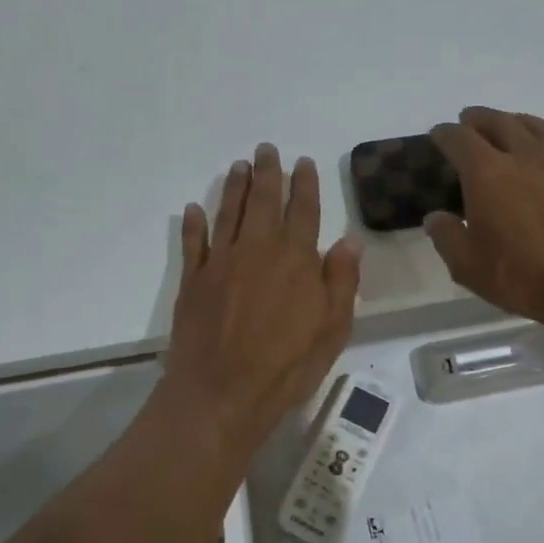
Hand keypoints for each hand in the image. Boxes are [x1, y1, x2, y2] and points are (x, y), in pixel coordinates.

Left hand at [162, 144, 362, 452]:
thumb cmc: (287, 365)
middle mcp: (257, 250)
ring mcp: (221, 262)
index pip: (303, 211)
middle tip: (266, 149)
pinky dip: (193, 224)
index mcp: (295, 259)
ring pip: (228, 213)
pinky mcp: (193, 281)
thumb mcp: (332, 329)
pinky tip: (194, 208)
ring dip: (234, 188)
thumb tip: (350, 240)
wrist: (222, 393)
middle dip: (267, 173)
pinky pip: (193, 243)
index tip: (303, 162)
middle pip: (263, 201)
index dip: (304, 184)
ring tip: (239, 165)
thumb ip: (341, 281)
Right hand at [424, 108, 543, 333]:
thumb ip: (447, 237)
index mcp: (486, 173)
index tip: (438, 135)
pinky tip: (537, 156)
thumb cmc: (524, 275)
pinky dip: (537, 138)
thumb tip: (435, 218)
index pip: (459, 138)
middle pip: (497, 121)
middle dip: (478, 118)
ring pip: (531, 125)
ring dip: (511, 120)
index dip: (445, 134)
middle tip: (468, 122)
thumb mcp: (469, 266)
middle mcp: (522, 155)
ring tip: (504, 127)